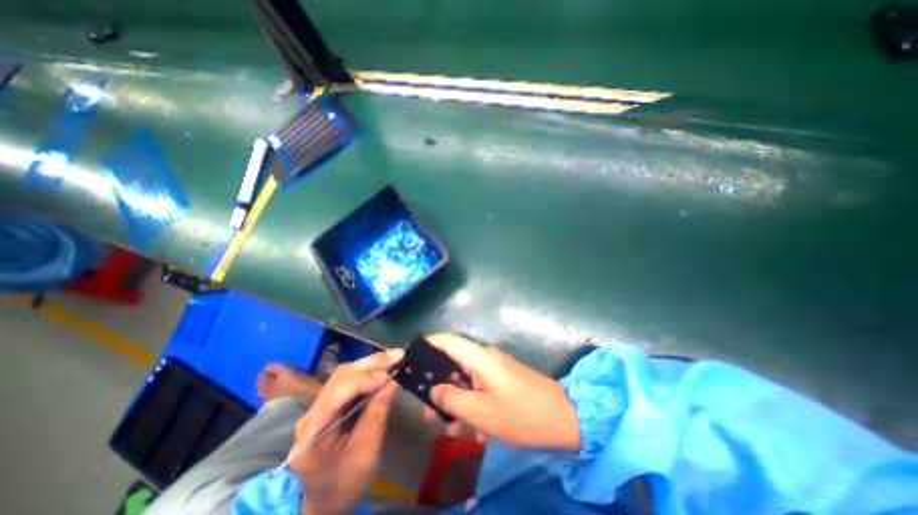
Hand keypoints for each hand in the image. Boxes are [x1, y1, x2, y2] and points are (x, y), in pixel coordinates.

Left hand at [286, 348, 403, 511]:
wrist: (326, 501)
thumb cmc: (346, 484)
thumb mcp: (366, 454)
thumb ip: (376, 415)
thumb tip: (391, 382)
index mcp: (312, 434)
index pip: (336, 394)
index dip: (363, 380)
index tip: (389, 376)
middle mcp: (311, 413)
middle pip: (340, 377)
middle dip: (371, 364)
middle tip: (398, 355)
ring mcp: (318, 407)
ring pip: (344, 374)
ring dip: (371, 364)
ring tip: (394, 358)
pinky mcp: (329, 404)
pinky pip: (348, 380)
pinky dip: (368, 371)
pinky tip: (383, 367)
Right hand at [425, 334, 578, 450]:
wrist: (564, 419)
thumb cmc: (520, 415)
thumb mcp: (480, 412)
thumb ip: (451, 398)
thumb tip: (434, 388)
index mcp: (479, 358)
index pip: (447, 340)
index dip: (427, 344)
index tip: (411, 357)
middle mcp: (485, 357)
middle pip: (453, 362)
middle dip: (438, 384)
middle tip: (427, 411)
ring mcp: (495, 368)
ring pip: (466, 378)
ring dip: (455, 400)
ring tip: (448, 430)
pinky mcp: (503, 378)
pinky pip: (479, 386)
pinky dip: (471, 404)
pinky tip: (472, 432)